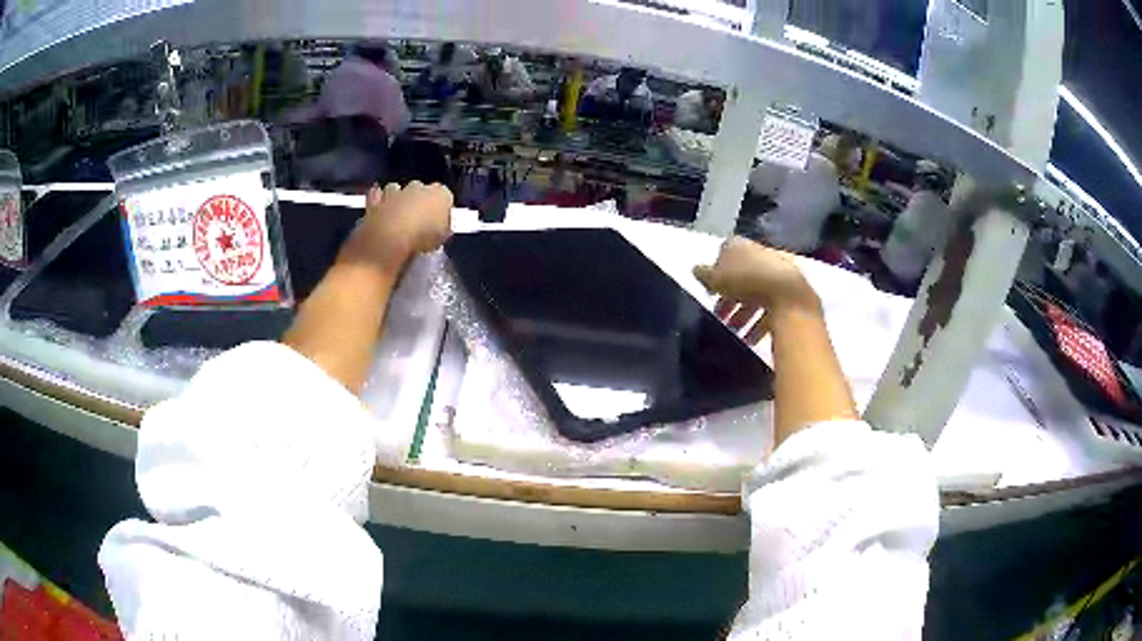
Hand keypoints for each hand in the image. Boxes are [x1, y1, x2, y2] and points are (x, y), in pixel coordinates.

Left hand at [340, 181, 453, 273]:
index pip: (445, 196)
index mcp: (440, 193)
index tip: (439, 222)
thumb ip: (443, 228)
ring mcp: (395, 191)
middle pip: (421, 189)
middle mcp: (418, 186)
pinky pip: (377, 195)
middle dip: (419, 199)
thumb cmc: (422, 238)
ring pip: (397, 188)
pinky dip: (378, 200)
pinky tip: (379, 211)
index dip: (442, 209)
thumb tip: (441, 227)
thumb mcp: (443, 239)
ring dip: (397, 198)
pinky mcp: (375, 199)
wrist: (388, 238)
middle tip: (417, 219)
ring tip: (396, 216)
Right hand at [694, 237, 820, 344]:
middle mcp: (759, 255)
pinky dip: (759, 323)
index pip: (724, 255)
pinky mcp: (789, 292)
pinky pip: (770, 308)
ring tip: (735, 332)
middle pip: (742, 278)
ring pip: (756, 295)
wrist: (786, 292)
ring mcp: (777, 273)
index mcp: (741, 246)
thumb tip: (696, 269)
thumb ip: (704, 274)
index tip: (710, 292)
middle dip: (730, 299)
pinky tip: (751, 339)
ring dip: (744, 315)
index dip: (716, 273)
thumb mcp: (715, 278)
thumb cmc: (745, 280)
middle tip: (720, 317)